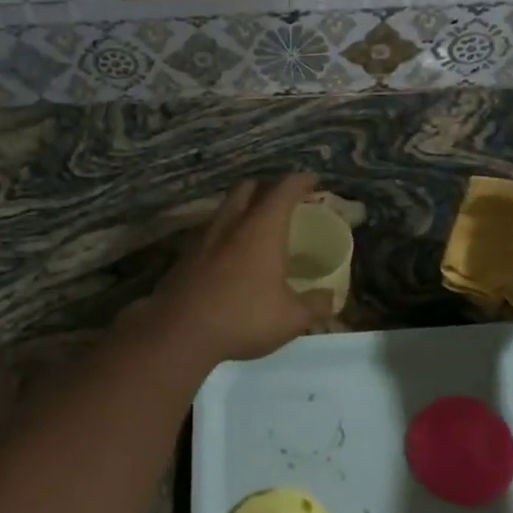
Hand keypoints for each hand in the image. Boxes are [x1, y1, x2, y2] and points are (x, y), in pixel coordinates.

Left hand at [137, 173, 334, 362]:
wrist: (180, 332)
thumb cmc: (244, 317)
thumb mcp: (290, 318)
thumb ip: (314, 305)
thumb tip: (332, 299)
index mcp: (262, 227)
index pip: (284, 189)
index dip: (300, 181)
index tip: (312, 181)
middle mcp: (232, 222)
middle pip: (248, 187)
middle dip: (266, 187)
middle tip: (282, 200)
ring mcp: (204, 236)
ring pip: (225, 207)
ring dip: (242, 208)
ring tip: (256, 226)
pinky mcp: (185, 255)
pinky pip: (210, 230)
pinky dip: (225, 232)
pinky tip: (230, 254)